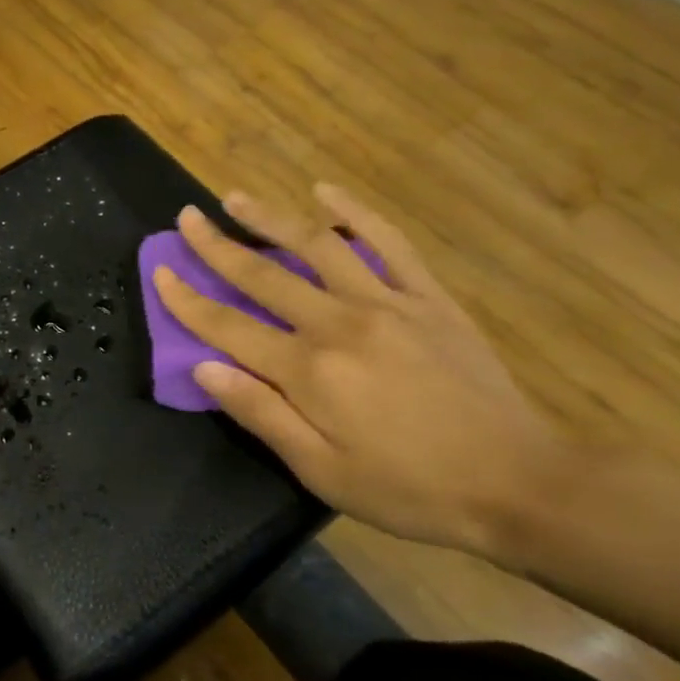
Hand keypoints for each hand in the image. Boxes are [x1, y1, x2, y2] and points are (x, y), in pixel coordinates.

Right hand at [153, 185, 567, 558]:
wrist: (518, 482)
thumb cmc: (409, 489)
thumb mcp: (322, 472)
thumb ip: (260, 413)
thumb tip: (204, 368)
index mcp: (308, 371)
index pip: (228, 327)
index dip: (187, 299)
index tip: (160, 271)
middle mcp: (339, 324)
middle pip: (263, 275)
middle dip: (217, 245)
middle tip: (186, 217)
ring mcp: (387, 303)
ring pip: (317, 246)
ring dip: (271, 218)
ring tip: (236, 197)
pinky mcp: (428, 298)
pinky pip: (388, 243)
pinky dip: (356, 213)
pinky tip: (327, 191)